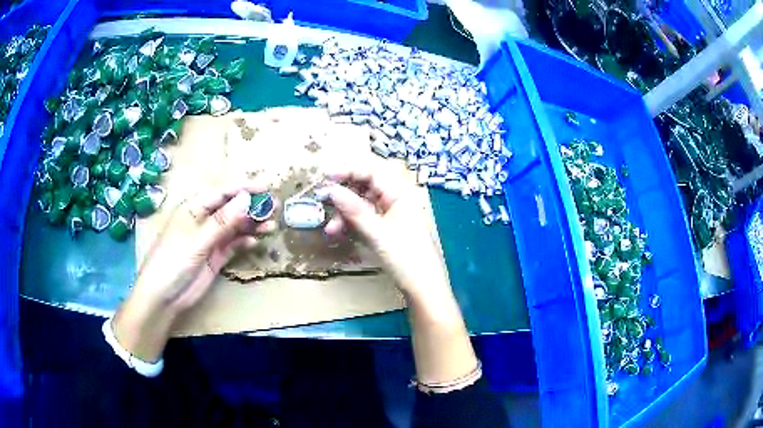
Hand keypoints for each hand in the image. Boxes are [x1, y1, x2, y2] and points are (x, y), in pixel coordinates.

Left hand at [113, 182, 277, 361]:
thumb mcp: (197, 240)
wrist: (163, 297)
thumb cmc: (173, 261)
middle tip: (274, 207)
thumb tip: (246, 198)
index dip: (245, 188)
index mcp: (195, 208)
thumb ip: (222, 221)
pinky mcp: (215, 257)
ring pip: (235, 226)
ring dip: (252, 224)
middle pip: (232, 208)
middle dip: (252, 206)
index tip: (267, 186)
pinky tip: (256, 242)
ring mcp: (210, 239)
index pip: (223, 192)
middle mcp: (204, 220)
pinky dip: (245, 242)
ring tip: (272, 225)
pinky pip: (233, 245)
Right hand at [325, 169, 476, 383]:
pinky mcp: (385, 229)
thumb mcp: (378, 233)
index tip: (326, 176)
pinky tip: (337, 232)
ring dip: (344, 212)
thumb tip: (330, 190)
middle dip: (343, 192)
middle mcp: (395, 200)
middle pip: (365, 186)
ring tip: (330, 228)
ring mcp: (389, 215)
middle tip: (322, 197)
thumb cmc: (407, 258)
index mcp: (400, 194)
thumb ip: (354, 210)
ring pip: (361, 204)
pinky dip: (350, 223)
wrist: (423, 288)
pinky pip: (363, 219)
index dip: (348, 170)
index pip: (372, 172)